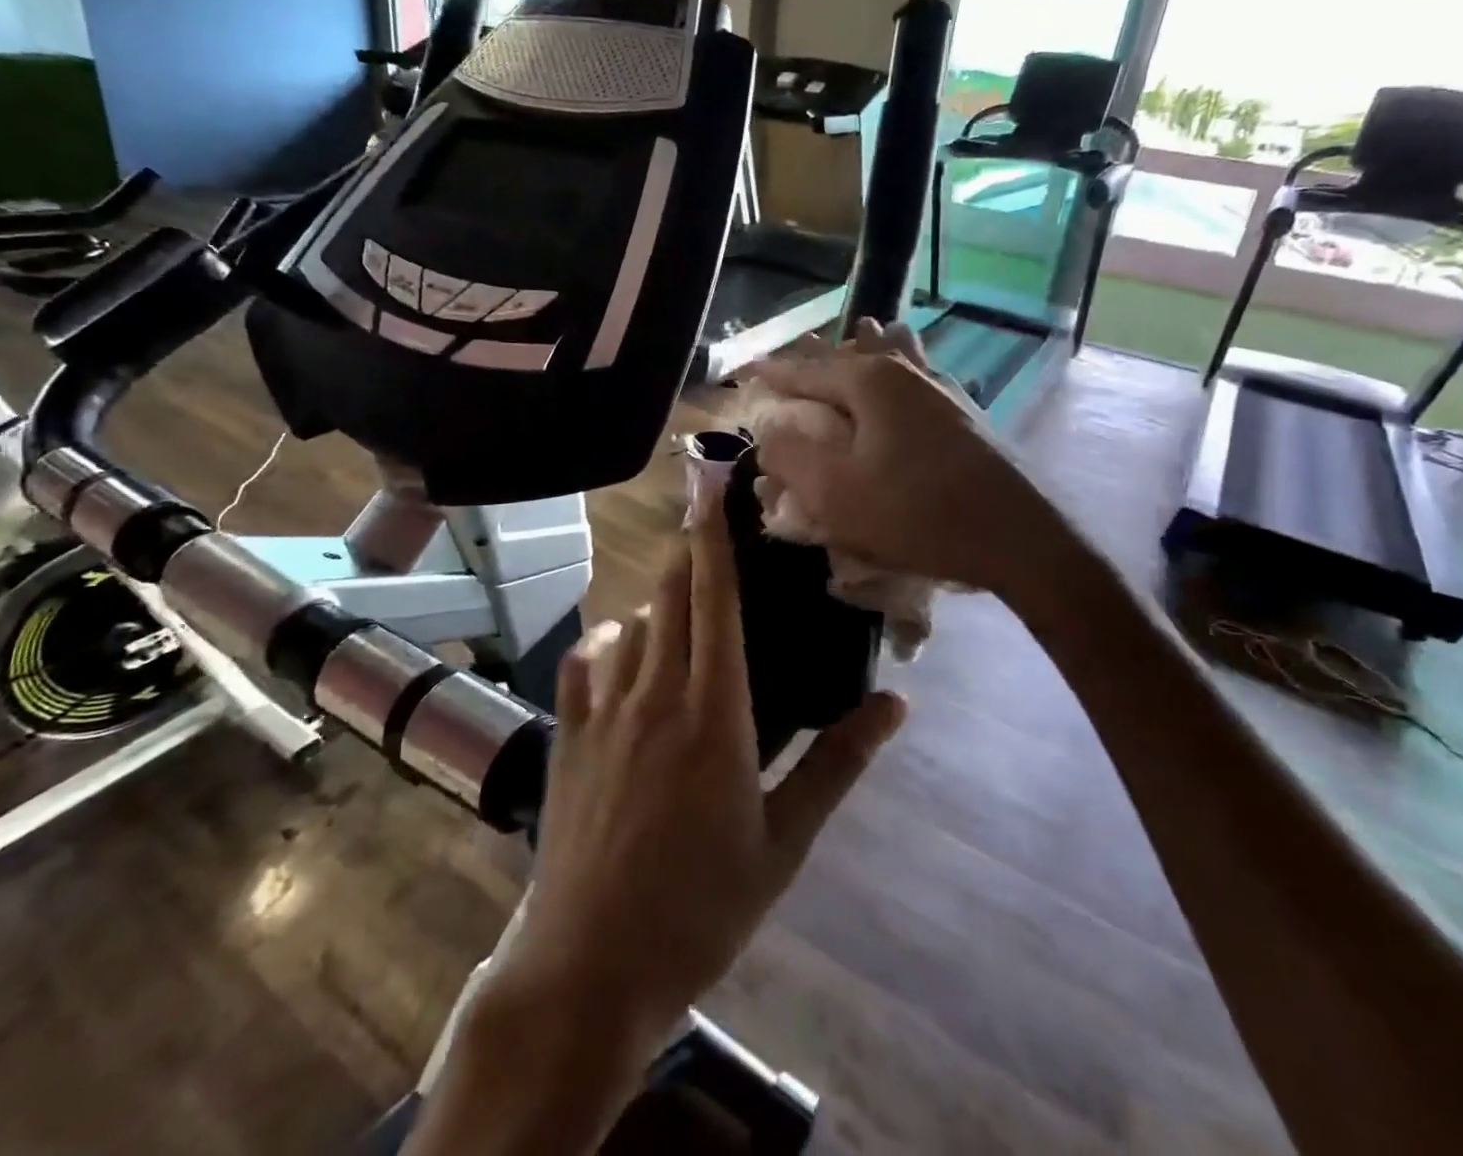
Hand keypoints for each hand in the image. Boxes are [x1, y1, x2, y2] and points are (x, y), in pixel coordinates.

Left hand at [491, 485, 907, 1060]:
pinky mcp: (567, 736)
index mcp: (715, 713)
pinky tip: (617, 648)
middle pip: (669, 597)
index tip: (711, 493)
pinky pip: (582, 663)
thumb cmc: (702, 909)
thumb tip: (895, 704)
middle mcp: (655, 694)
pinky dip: (604, 642)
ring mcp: (603, 712)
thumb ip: (837, 764)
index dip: (714, 542)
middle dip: (686, 556)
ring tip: (675, 603)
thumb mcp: (784, 843)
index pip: (716, 603)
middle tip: (703, 531)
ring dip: (654, 603)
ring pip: (629, 626)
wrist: (590, 968)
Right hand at [749, 319, 1054, 593]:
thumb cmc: (918, 513)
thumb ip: (791, 456)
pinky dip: (903, 368)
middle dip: (820, 355)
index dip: (772, 373)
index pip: (806, 371)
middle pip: (852, 354)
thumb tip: (769, 430)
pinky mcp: (967, 414)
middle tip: (797, 350)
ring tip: (861, 333)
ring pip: (896, 356)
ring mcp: (943, 390)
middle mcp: (907, 373)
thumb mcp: (835, 493)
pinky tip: (912, 372)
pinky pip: (921, 377)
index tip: (747, 370)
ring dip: (869, 348)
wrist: (1018, 537)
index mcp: (870, 382)